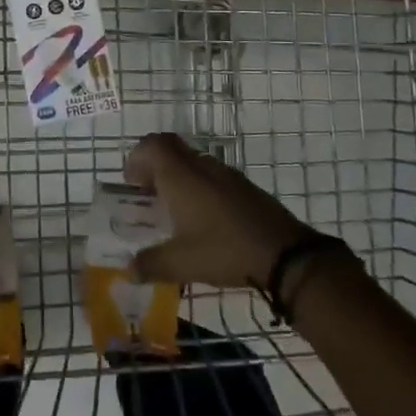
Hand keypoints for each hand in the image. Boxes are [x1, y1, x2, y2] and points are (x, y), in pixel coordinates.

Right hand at [123, 133, 340, 290]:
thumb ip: (150, 264)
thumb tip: (130, 269)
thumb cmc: (225, 250)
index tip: (133, 186)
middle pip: (171, 149)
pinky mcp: (246, 188)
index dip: (136, 159)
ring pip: (193, 163)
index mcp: (180, 176)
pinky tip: (205, 222)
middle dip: (154, 167)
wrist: (286, 256)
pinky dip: (201, 189)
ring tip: (175, 213)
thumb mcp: (181, 263)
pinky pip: (213, 177)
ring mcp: (227, 175)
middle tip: (150, 196)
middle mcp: (201, 167)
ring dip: (179, 178)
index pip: (151, 145)